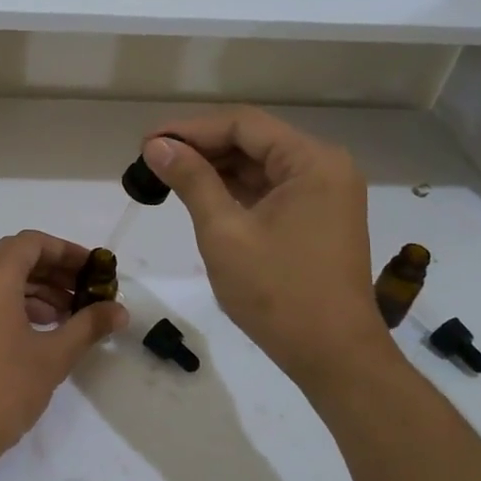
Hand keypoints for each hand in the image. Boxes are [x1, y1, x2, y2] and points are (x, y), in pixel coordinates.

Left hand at [0, 231, 126, 477]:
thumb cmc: (4, 388)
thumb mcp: (54, 356)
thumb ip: (88, 325)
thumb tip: (120, 311)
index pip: (33, 243)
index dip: (67, 252)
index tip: (95, 270)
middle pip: (15, 257)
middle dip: (54, 272)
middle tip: (86, 292)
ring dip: (35, 290)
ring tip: (69, 315)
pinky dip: (12, 303)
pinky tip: (39, 329)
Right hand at [144, 110, 393, 383]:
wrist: (333, 356)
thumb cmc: (277, 292)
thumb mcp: (224, 232)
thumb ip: (191, 181)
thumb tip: (157, 146)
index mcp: (312, 161)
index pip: (243, 125)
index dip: (191, 129)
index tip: (147, 143)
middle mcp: (325, 168)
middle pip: (253, 141)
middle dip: (201, 148)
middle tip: (152, 161)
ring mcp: (325, 195)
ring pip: (260, 167)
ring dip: (215, 170)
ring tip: (167, 177)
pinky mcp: (318, 219)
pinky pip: (271, 191)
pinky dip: (235, 192)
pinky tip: (200, 197)